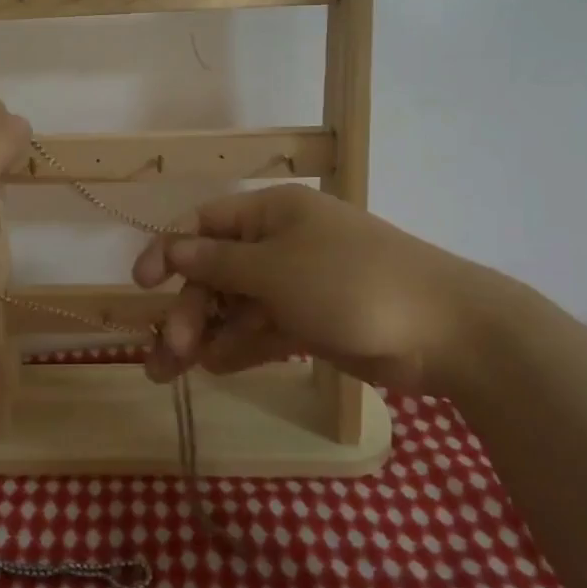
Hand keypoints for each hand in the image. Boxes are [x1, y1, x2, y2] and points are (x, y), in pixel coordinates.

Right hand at [132, 185, 527, 396]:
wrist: (446, 331)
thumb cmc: (350, 283)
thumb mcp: (275, 269)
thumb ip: (219, 264)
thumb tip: (174, 249)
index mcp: (272, 215)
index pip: (205, 225)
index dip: (168, 251)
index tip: (140, 285)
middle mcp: (280, 244)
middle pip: (216, 273)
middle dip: (189, 309)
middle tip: (168, 349)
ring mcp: (297, 285)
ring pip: (236, 307)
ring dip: (205, 335)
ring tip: (168, 372)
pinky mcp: (312, 322)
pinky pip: (263, 330)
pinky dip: (239, 346)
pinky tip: (215, 368)